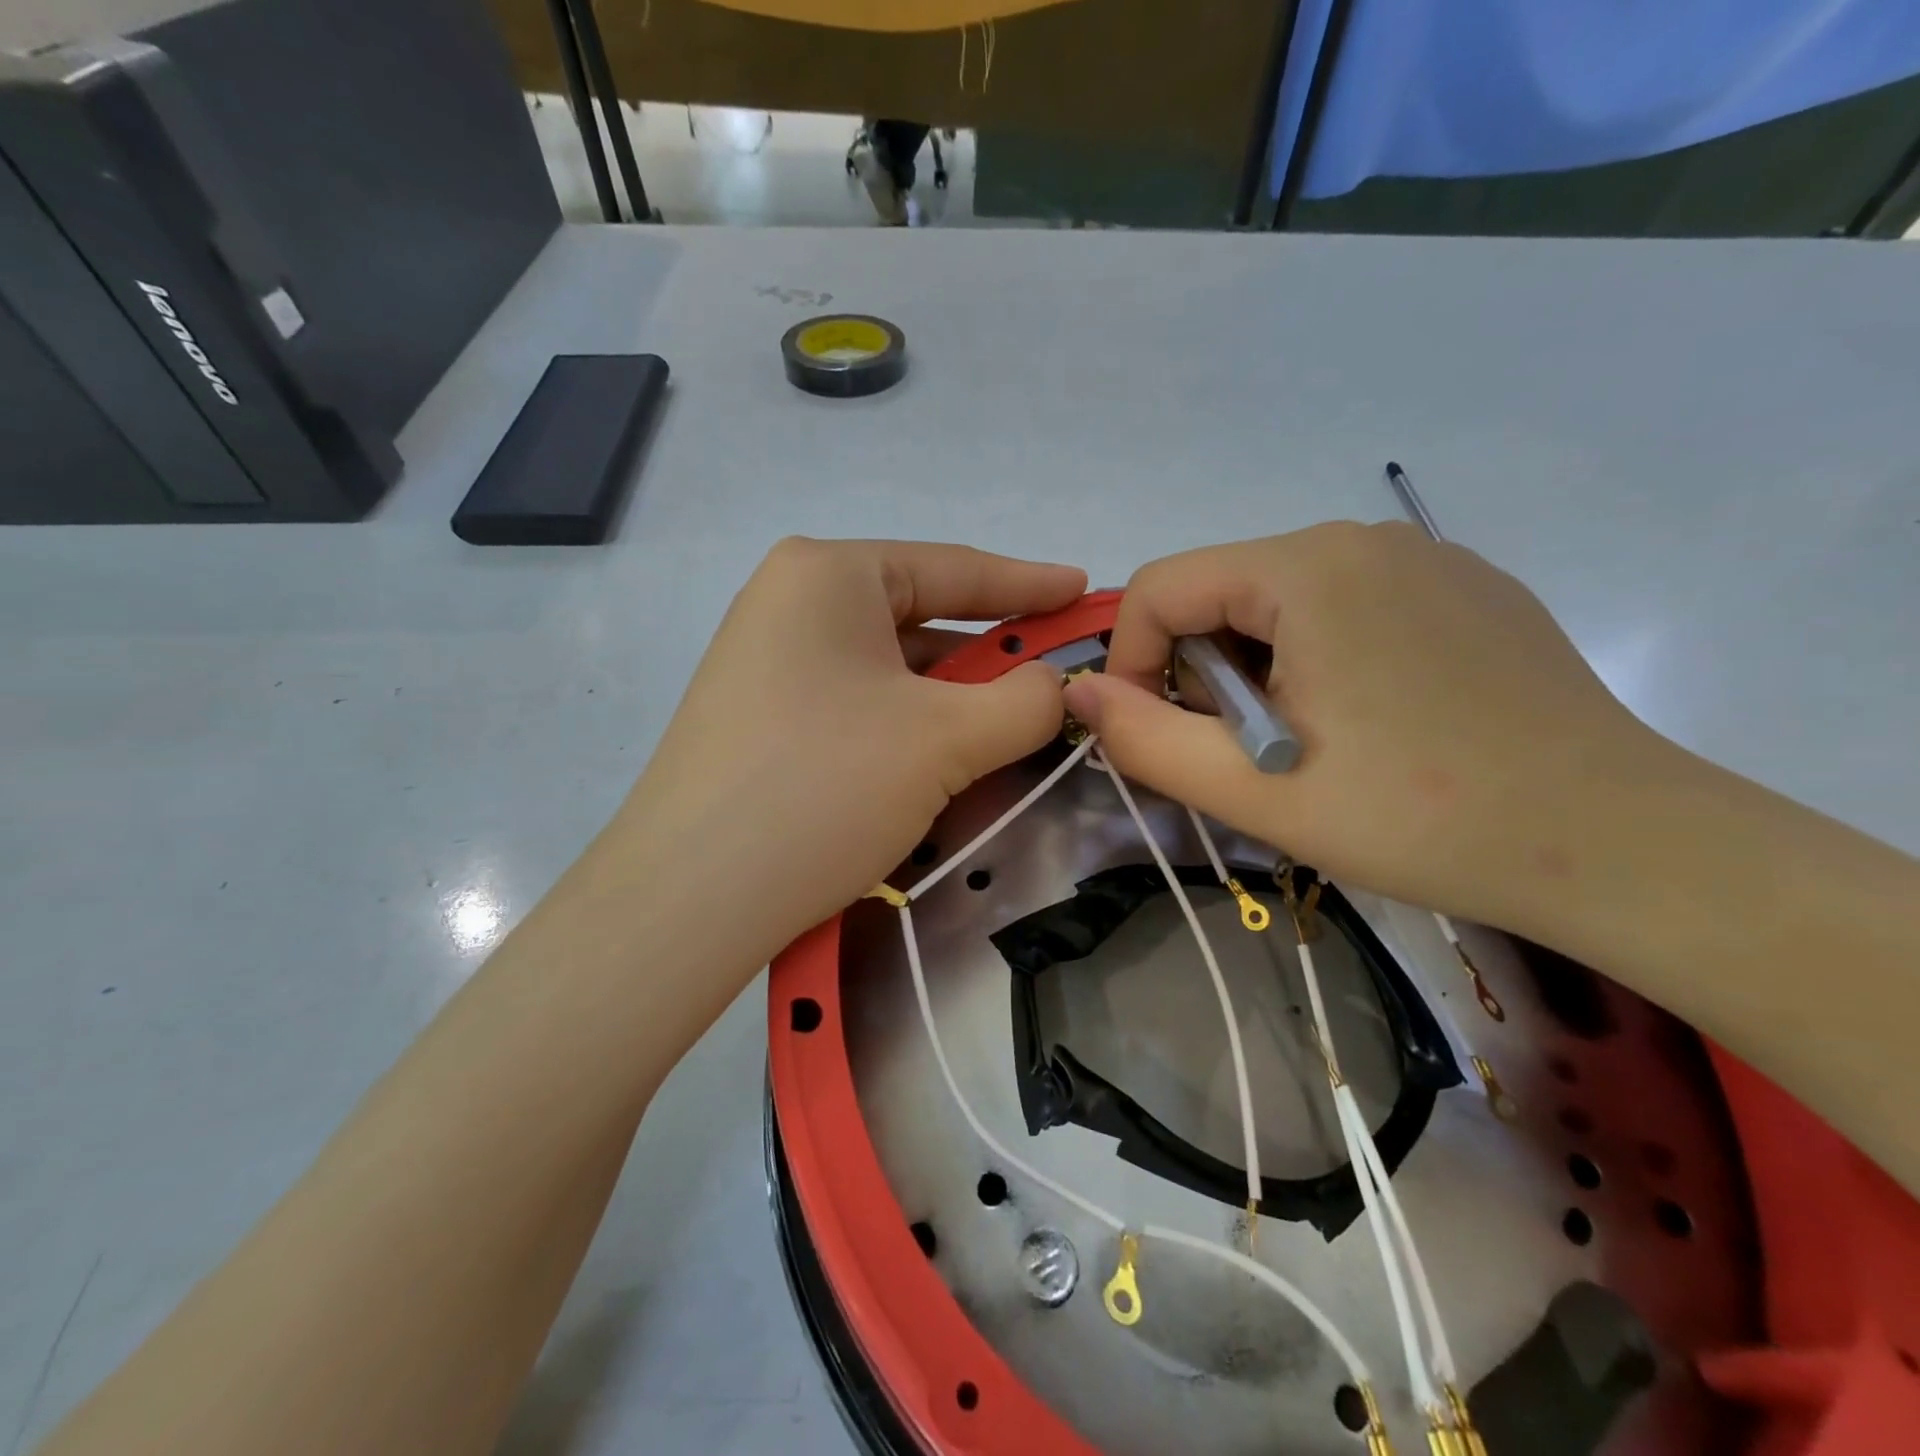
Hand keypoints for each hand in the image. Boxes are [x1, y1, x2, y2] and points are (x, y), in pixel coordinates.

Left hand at [620, 538, 1085, 965]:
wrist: (689, 900)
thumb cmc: (825, 786)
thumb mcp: (947, 739)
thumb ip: (1026, 701)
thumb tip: (1055, 688)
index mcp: (828, 575)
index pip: (953, 568)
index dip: (1030, 582)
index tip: (1084, 590)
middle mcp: (789, 605)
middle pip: (920, 622)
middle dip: (990, 659)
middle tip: (1052, 683)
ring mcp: (767, 664)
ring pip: (890, 673)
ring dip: (951, 705)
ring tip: (1004, 739)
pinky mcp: (760, 721)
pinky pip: (857, 709)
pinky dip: (907, 731)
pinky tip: (937, 770)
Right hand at [1062, 522, 1668, 932]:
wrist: (1621, 845)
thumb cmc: (1421, 818)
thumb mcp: (1257, 792)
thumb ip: (1145, 740)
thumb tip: (1076, 696)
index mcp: (1307, 568)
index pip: (1160, 586)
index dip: (1130, 662)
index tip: (1152, 735)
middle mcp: (1361, 539)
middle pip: (1220, 591)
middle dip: (1200, 673)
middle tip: (1241, 756)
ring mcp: (1422, 558)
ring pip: (1278, 601)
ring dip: (1255, 671)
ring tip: (1304, 745)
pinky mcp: (1462, 588)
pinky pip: (1344, 606)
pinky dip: (1316, 658)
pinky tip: (1367, 722)